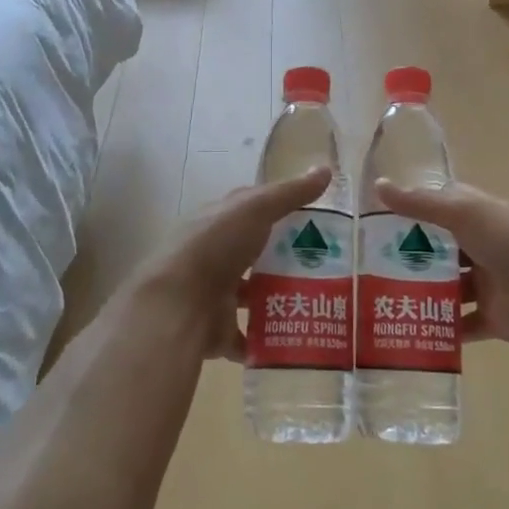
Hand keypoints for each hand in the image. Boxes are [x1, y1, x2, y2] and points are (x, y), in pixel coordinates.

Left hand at [135, 168, 332, 360]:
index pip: (253, 210)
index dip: (282, 210)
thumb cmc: (215, 246)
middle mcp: (216, 255)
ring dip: (279, 297)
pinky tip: (297, 338)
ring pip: (253, 294)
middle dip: (287, 258)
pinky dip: (267, 339)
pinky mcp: (218, 329)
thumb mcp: (256, 209)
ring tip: (321, 301)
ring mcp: (215, 293)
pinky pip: (248, 336)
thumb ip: (290, 193)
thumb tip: (327, 169)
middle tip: (330, 265)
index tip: (318, 219)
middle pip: (256, 254)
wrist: (178, 304)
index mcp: (220, 221)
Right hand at [373, 180, 508, 348]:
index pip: (439, 207)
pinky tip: (409, 331)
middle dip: (409, 257)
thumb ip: (420, 204)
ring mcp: (484, 284)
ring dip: (421, 293)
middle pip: (438, 251)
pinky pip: (459, 325)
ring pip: (446, 288)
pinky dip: (440, 329)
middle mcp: (479, 247)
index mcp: (476, 217)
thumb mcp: (461, 213)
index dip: (411, 211)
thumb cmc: (508, 241)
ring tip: (381, 299)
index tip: (376, 219)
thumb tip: (378, 186)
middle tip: (368, 265)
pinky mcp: (489, 317)